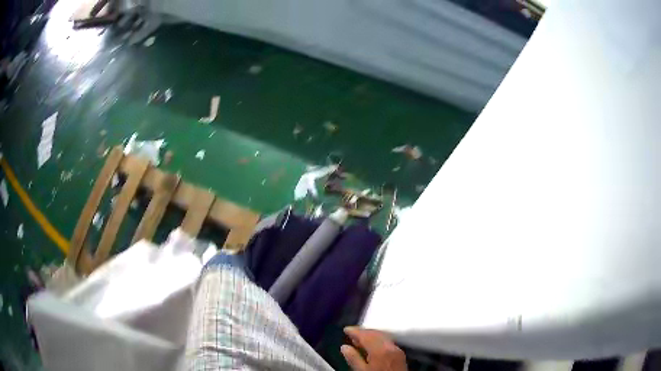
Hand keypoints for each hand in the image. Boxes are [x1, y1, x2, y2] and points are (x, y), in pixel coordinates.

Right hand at [341, 327, 407, 370]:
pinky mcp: (399, 354)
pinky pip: (387, 342)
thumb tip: (344, 347)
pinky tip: (371, 346)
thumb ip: (353, 358)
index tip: (346, 330)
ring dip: (370, 336)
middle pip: (376, 334)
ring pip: (382, 337)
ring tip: (359, 340)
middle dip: (363, 332)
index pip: (366, 335)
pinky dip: (378, 340)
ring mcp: (397, 350)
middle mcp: (390, 346)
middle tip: (352, 333)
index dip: (355, 331)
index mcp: (380, 350)